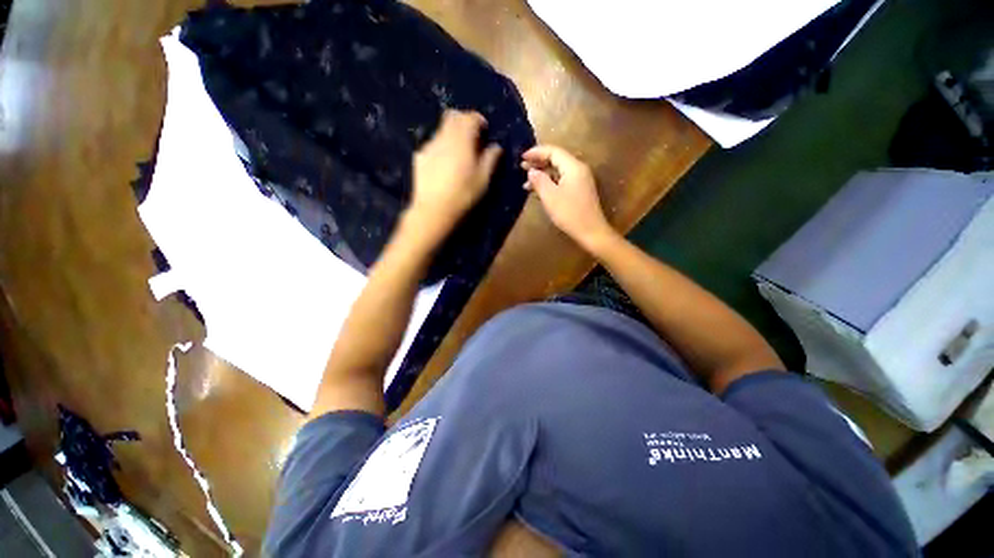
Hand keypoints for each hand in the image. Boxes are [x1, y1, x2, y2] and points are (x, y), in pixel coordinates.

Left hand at [411, 110, 501, 230]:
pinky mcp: (419, 157)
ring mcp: (428, 146)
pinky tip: (444, 165)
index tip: (485, 131)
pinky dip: (441, 148)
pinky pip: (432, 145)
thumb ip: (491, 159)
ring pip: (441, 131)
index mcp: (461, 138)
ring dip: (452, 135)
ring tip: (459, 154)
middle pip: (452, 117)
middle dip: (464, 122)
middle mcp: (443, 136)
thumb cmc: (463, 194)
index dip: (479, 120)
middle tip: (473, 138)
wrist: (434, 210)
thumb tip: (496, 146)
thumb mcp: (483, 179)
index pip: (470, 117)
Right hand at [522, 145, 615, 251]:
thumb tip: (531, 171)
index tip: (522, 156)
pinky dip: (549, 183)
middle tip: (522, 167)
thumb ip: (539, 180)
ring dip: (542, 174)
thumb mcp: (550, 197)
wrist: (590, 232)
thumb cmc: (569, 213)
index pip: (553, 151)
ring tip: (526, 182)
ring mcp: (580, 181)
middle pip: (556, 159)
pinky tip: (538, 190)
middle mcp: (578, 169)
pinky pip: (561, 180)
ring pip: (558, 171)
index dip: (536, 152)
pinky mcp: (579, 191)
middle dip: (538, 162)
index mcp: (573, 167)